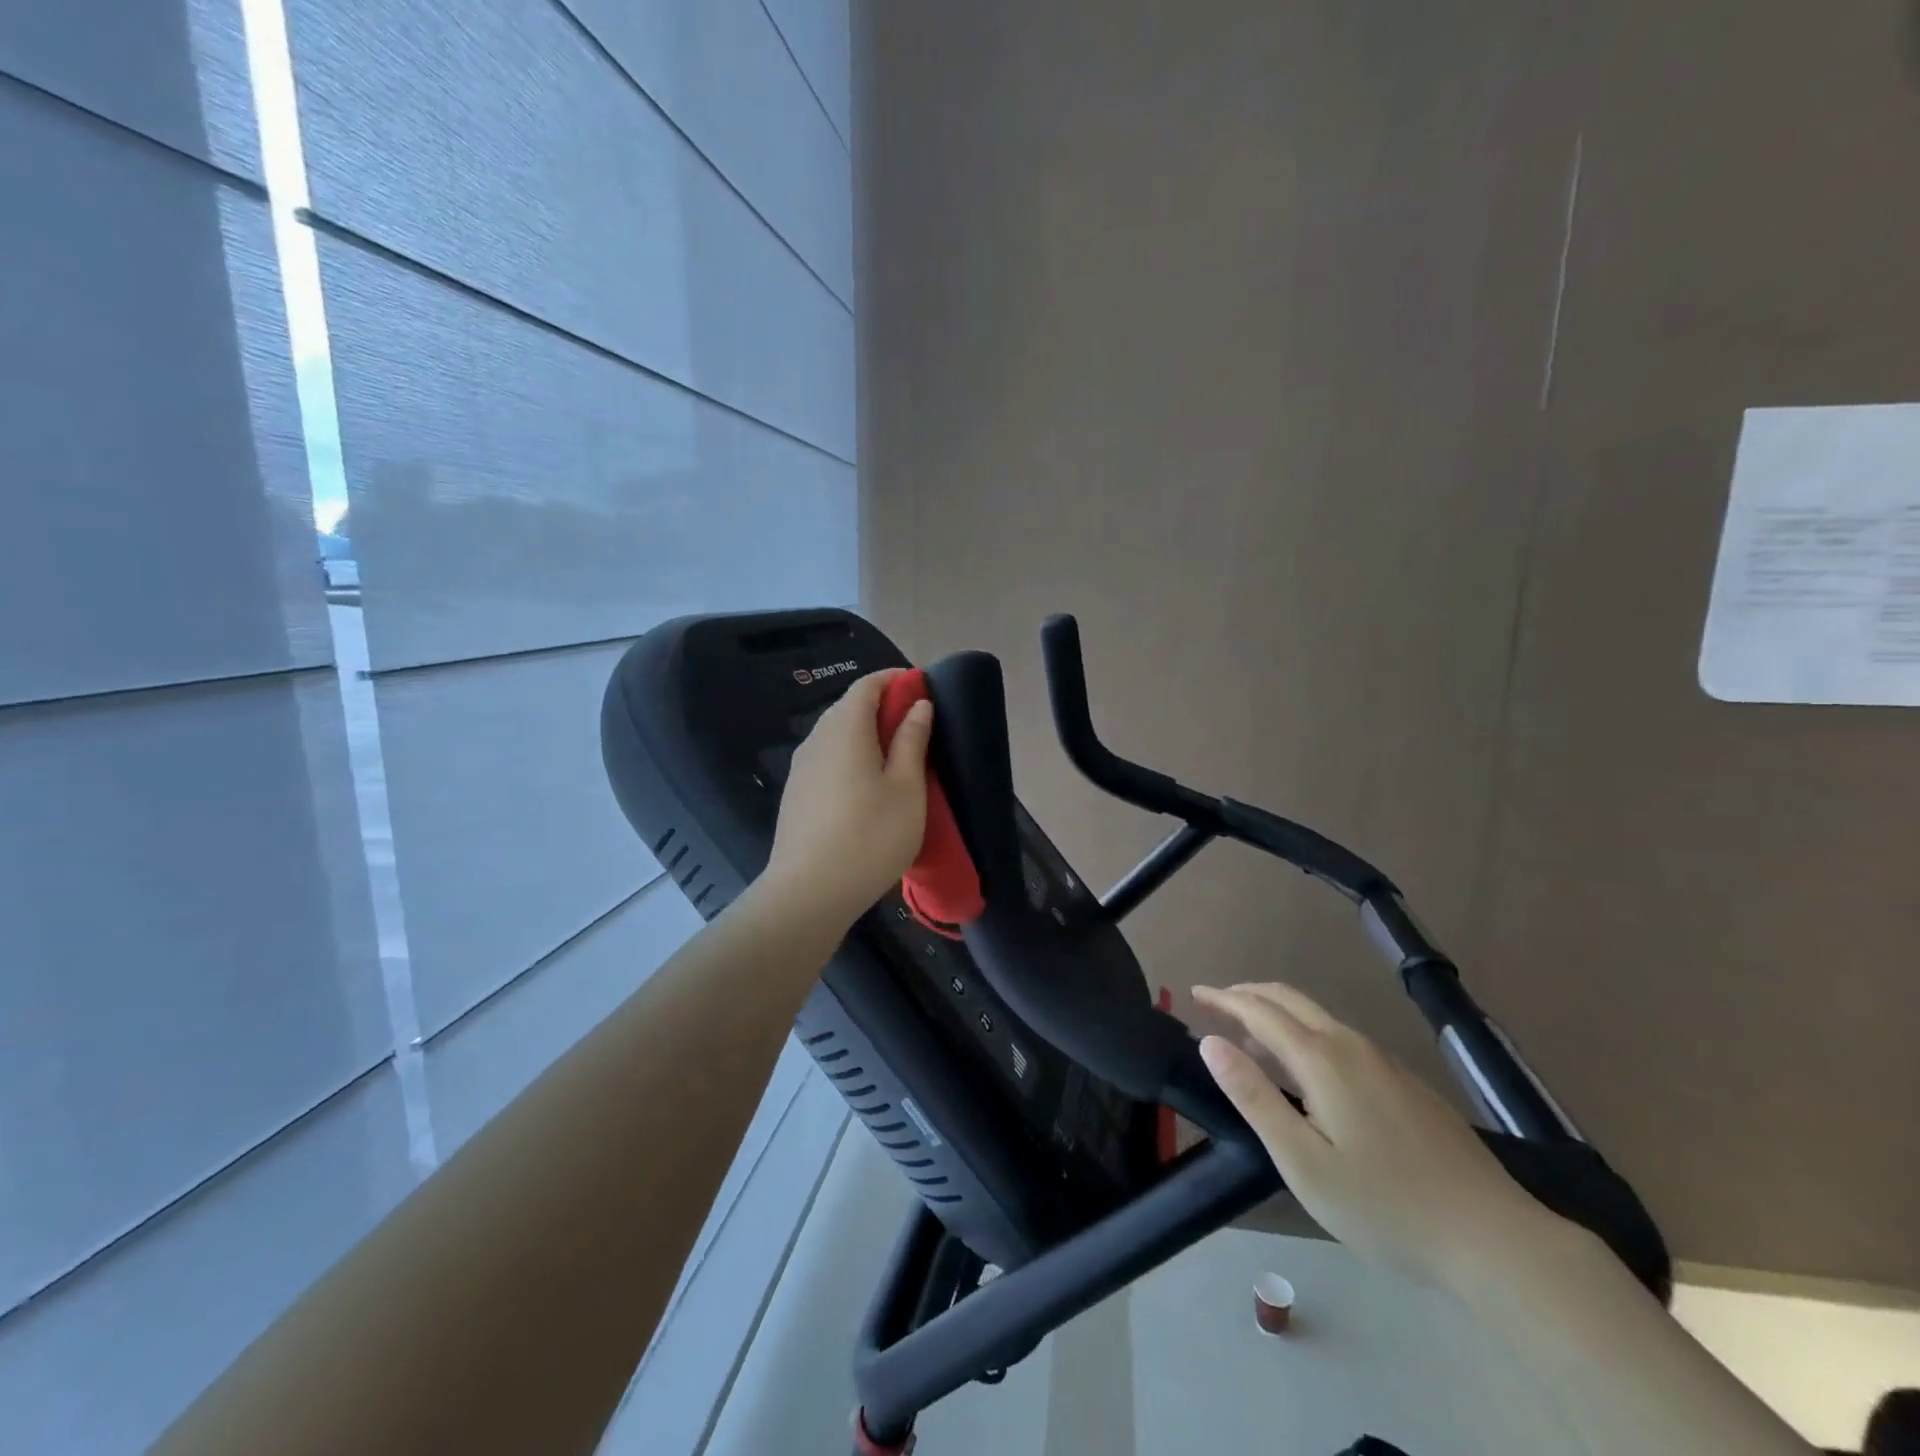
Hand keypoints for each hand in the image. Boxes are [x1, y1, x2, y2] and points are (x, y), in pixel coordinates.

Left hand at [761, 669, 932, 929]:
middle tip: (916, 726)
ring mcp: (801, 767)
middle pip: (848, 707)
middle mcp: (817, 739)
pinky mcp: (796, 793)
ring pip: (835, 734)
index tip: (921, 688)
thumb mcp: (907, 788)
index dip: (894, 680)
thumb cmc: (870, 836)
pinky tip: (866, 786)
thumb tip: (919, 705)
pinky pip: (826, 758)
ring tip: (896, 758)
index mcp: (846, 729)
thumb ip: (912, 741)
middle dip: (881, 706)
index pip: (866, 685)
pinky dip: (849, 756)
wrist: (808, 893)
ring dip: (865, 733)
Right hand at [1193, 982, 1560, 1290]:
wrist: (1495, 1238)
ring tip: (1250, 1038)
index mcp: (1322, 1060)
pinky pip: (1341, 1038)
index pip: (1259, 1011)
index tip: (1194, 994)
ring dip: (1277, 1015)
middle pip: (1290, 1000)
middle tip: (1215, 1002)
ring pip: (1318, 1018)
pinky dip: (1306, 1034)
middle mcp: (1352, 1046)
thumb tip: (1210, 1042)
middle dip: (1248, 994)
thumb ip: (1253, 1096)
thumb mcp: (1302, 1161)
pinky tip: (1306, 1071)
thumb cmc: (1384, 1206)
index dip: (1223, 999)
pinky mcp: (1406, 1083)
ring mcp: (1385, 1063)